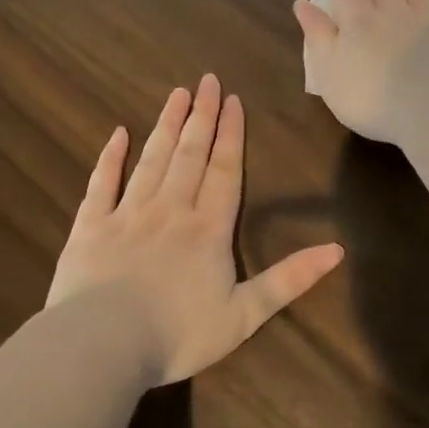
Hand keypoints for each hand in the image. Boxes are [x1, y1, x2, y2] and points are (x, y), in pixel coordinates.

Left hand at [45, 74, 343, 384]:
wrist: (103, 347)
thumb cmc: (178, 334)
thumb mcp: (245, 314)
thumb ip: (289, 279)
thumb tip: (338, 250)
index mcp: (208, 229)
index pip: (225, 170)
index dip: (231, 134)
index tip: (233, 100)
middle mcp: (170, 210)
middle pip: (190, 154)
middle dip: (201, 116)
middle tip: (207, 80)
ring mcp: (127, 214)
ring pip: (152, 160)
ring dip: (166, 126)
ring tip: (176, 94)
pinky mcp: (90, 227)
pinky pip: (101, 184)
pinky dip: (110, 157)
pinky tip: (117, 134)